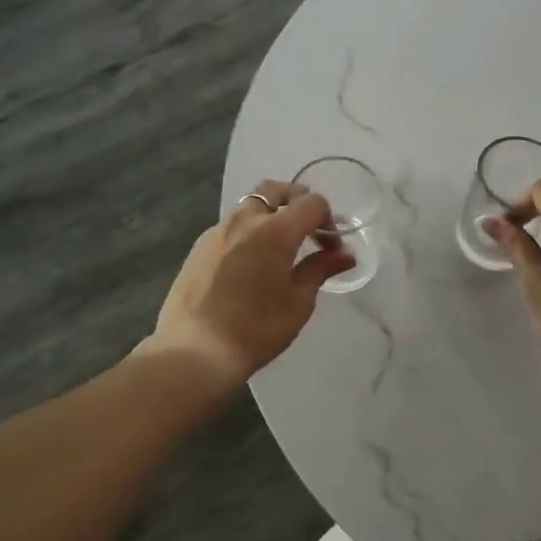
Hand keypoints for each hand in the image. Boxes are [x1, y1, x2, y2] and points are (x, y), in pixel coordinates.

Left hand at [143, 179, 356, 390]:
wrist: (195, 351)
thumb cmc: (256, 328)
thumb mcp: (298, 302)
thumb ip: (321, 269)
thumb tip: (345, 254)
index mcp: (275, 230)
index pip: (311, 203)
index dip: (328, 219)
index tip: (331, 246)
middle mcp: (245, 220)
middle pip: (275, 190)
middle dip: (296, 201)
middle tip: (307, 230)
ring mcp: (217, 231)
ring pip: (250, 205)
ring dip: (270, 215)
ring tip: (278, 249)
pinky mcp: (199, 247)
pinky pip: (230, 226)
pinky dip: (248, 231)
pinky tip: (250, 264)